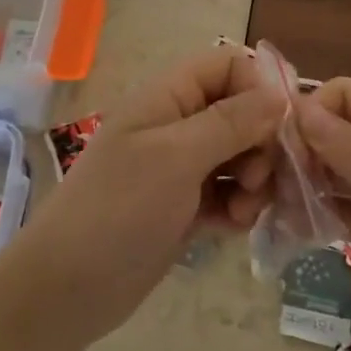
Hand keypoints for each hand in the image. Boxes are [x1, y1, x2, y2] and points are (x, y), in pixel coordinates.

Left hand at [0, 48, 284, 350]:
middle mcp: (175, 124)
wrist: (70, 285)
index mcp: (166, 97)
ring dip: (254, 181)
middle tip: (256, 179)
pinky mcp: (184, 206)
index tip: (279, 128)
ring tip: (243, 211)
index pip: (227, 65)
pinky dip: (238, 207)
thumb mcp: (177, 157)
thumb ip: (230, 122)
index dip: (258, 88)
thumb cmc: (120, 208)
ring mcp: (180, 167)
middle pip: (241, 112)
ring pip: (240, 155)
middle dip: (261, 144)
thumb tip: (278, 94)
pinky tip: (233, 228)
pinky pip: (228, 193)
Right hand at [298, 80, 350, 350]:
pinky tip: (292, 224)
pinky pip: (340, 209)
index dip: (313, 111)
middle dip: (302, 148)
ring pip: (334, 171)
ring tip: (273, 205)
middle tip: (267, 182)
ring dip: (303, 181)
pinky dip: (316, 211)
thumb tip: (301, 108)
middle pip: (338, 132)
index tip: (277, 144)